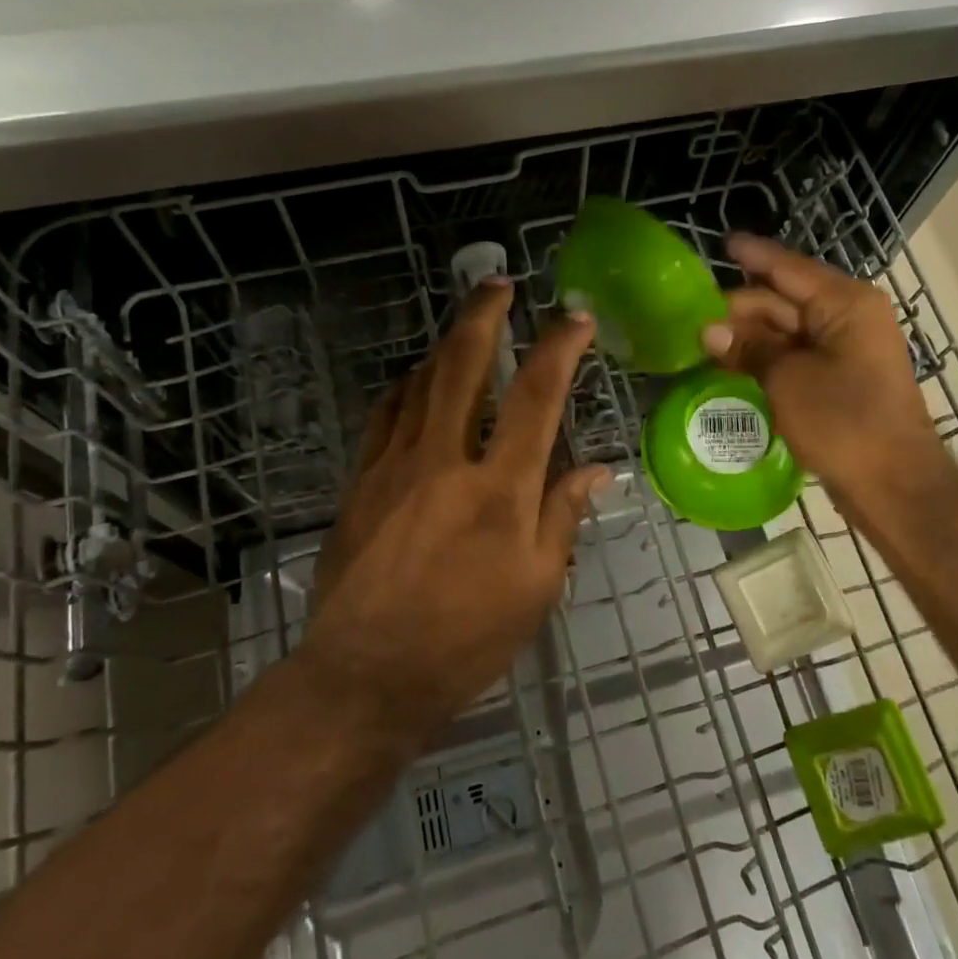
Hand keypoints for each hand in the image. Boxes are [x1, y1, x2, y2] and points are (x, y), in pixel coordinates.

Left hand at [298, 281, 608, 747]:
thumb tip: (596, 470)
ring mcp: (395, 466)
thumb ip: (563, 517)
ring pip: (421, 382)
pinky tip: (417, 381)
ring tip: (466, 326)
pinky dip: (407, 387)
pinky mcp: (361, 481)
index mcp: (500, 489)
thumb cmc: (466, 638)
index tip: (576, 318)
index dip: (559, 349)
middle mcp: (445, 461)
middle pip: (464, 367)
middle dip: (483, 315)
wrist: (367, 674)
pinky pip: (386, 415)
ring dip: (446, 344)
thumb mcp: (536, 587)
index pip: (537, 398)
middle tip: (498, 284)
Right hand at [702, 234, 952, 512]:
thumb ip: (749, 348)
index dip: (754, 256)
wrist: (893, 485)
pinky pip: (795, 356)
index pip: (789, 269)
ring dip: (749, 336)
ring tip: (703, 341)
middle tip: (693, 316)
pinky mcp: (840, 379)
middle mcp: (849, 317)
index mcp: (845, 304)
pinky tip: (732, 364)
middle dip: (740, 308)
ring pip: (788, 330)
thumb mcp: (788, 380)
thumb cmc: (844, 423)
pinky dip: (765, 358)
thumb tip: (708, 330)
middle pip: (785, 300)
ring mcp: (846, 349)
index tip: (723, 243)